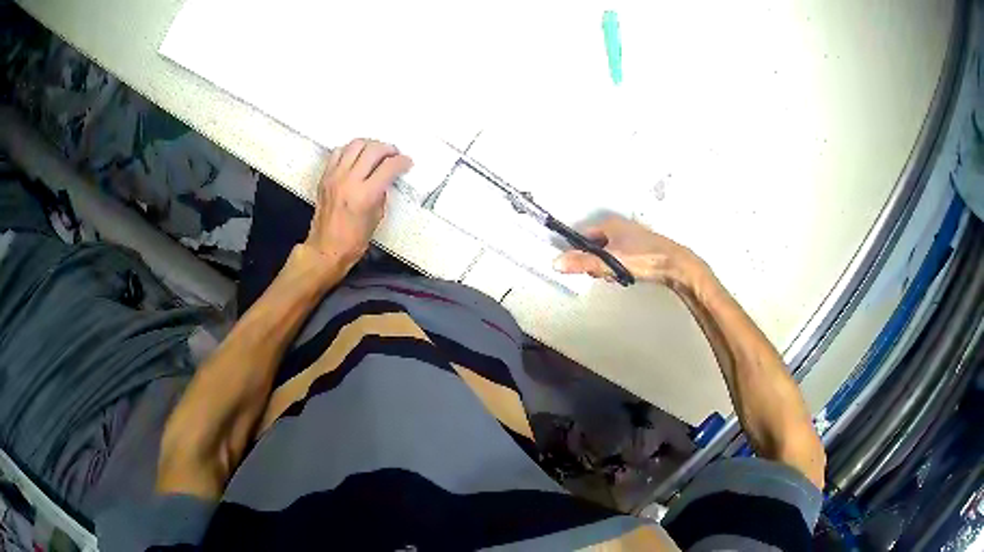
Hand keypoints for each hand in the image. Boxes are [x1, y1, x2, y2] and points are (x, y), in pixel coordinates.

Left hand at [304, 139, 411, 269]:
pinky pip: (338, 152)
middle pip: (373, 149)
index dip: (402, 161)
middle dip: (388, 149)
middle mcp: (349, 181)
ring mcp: (335, 177)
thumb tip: (385, 178)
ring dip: (369, 145)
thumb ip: (381, 193)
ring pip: (355, 145)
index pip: (389, 166)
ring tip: (375, 153)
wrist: (325, 249)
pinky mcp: (325, 177)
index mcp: (365, 195)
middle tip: (393, 155)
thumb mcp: (376, 217)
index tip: (407, 163)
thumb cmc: (353, 241)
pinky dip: (350, 151)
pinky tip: (356, 158)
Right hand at [552, 216, 705, 289]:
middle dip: (595, 262)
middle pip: (595, 246)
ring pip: (609, 254)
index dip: (577, 250)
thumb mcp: (610, 261)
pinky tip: (627, 276)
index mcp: (611, 224)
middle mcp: (621, 228)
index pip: (583, 235)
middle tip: (602, 273)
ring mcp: (632, 239)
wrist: (676, 266)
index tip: (578, 265)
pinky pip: (621, 259)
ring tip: (616, 275)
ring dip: (608, 267)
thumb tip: (557, 262)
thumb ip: (583, 263)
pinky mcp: (641, 251)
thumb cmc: (646, 258)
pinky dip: (620, 268)